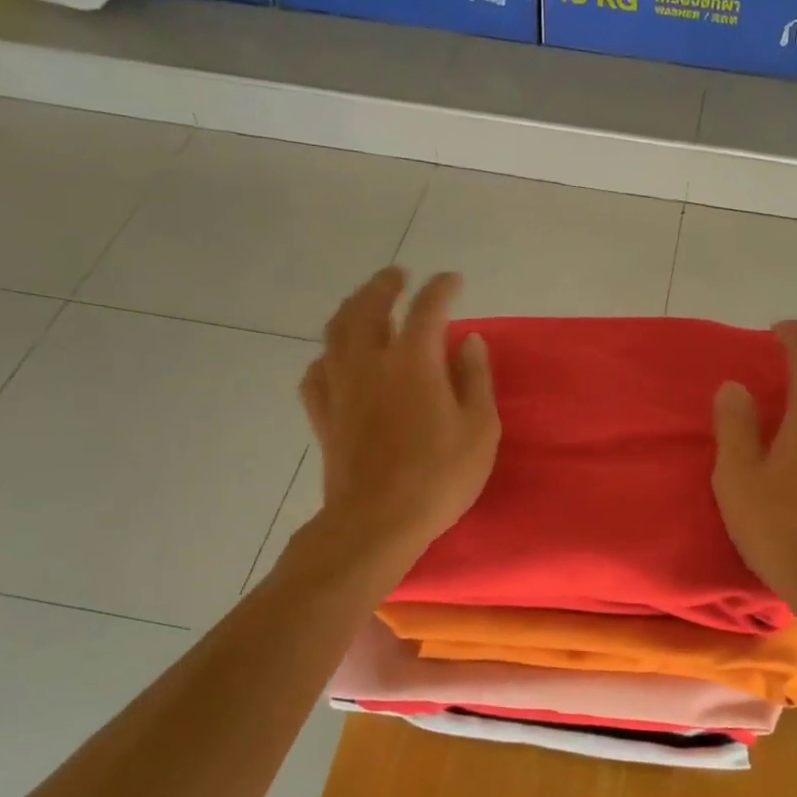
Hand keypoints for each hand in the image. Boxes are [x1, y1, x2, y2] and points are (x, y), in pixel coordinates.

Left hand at [297, 268, 498, 565]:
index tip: (453, 281)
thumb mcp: (479, 429)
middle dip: (385, 285)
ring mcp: (340, 387)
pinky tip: (335, 359)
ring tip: (364, 303)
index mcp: (414, 362)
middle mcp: (371, 362)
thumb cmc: (440, 477)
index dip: (442, 289)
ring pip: (336, 331)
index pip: (428, 308)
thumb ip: (475, 379)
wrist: (377, 520)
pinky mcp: (323, 414)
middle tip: (399, 276)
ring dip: (351, 308)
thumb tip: (469, 341)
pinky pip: (317, 371)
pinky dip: (328, 356)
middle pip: (369, 306)